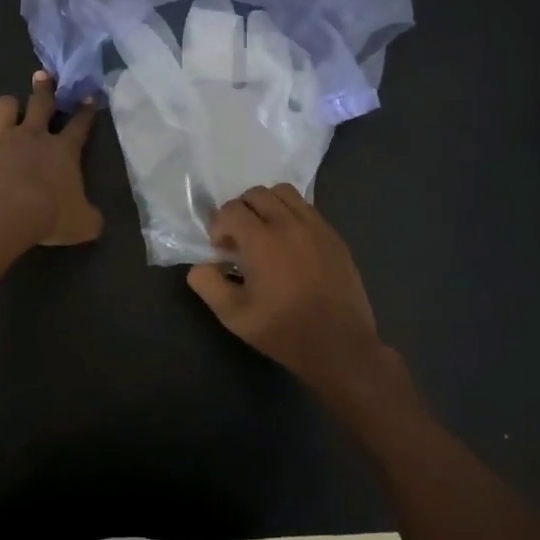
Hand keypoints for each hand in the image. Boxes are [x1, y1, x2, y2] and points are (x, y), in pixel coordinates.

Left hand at [0, 72, 102, 248]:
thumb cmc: (47, 215)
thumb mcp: (81, 225)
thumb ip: (89, 218)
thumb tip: (93, 220)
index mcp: (63, 150)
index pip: (80, 125)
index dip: (86, 110)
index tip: (90, 95)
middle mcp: (34, 137)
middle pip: (41, 103)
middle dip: (45, 88)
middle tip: (44, 75)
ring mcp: (3, 142)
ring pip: (6, 107)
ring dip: (11, 104)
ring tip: (11, 105)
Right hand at [186, 185, 389, 400]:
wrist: (340, 346)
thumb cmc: (284, 331)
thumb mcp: (234, 316)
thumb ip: (208, 285)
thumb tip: (200, 266)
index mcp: (262, 241)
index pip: (231, 209)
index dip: (218, 226)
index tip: (222, 251)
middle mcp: (289, 224)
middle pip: (256, 193)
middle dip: (240, 211)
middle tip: (240, 240)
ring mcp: (316, 227)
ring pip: (284, 193)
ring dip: (267, 205)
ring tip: (265, 233)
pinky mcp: (334, 236)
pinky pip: (307, 208)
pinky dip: (291, 215)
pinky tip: (291, 244)